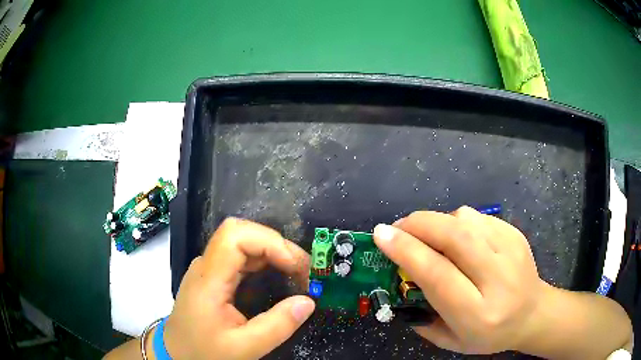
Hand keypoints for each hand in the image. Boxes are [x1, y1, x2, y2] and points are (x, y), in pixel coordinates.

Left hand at [163, 218, 314, 358]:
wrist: (176, 354)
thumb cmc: (204, 352)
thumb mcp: (244, 348)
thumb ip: (277, 326)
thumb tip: (309, 301)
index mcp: (208, 280)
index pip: (235, 236)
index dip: (269, 242)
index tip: (295, 267)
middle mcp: (206, 266)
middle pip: (241, 233)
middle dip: (277, 246)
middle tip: (304, 271)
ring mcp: (208, 269)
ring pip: (242, 241)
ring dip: (273, 251)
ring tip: (297, 274)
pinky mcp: (213, 276)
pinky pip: (240, 256)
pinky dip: (264, 260)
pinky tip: (278, 276)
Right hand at [373, 206, 546, 353]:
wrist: (534, 313)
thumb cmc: (490, 335)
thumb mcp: (450, 341)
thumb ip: (422, 319)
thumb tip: (400, 280)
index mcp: (478, 313)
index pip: (439, 275)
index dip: (407, 251)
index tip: (382, 234)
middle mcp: (498, 279)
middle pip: (454, 238)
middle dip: (418, 225)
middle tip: (397, 227)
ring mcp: (511, 251)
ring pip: (465, 220)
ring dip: (438, 223)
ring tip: (430, 238)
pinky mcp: (516, 234)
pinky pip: (477, 216)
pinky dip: (457, 222)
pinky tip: (457, 238)